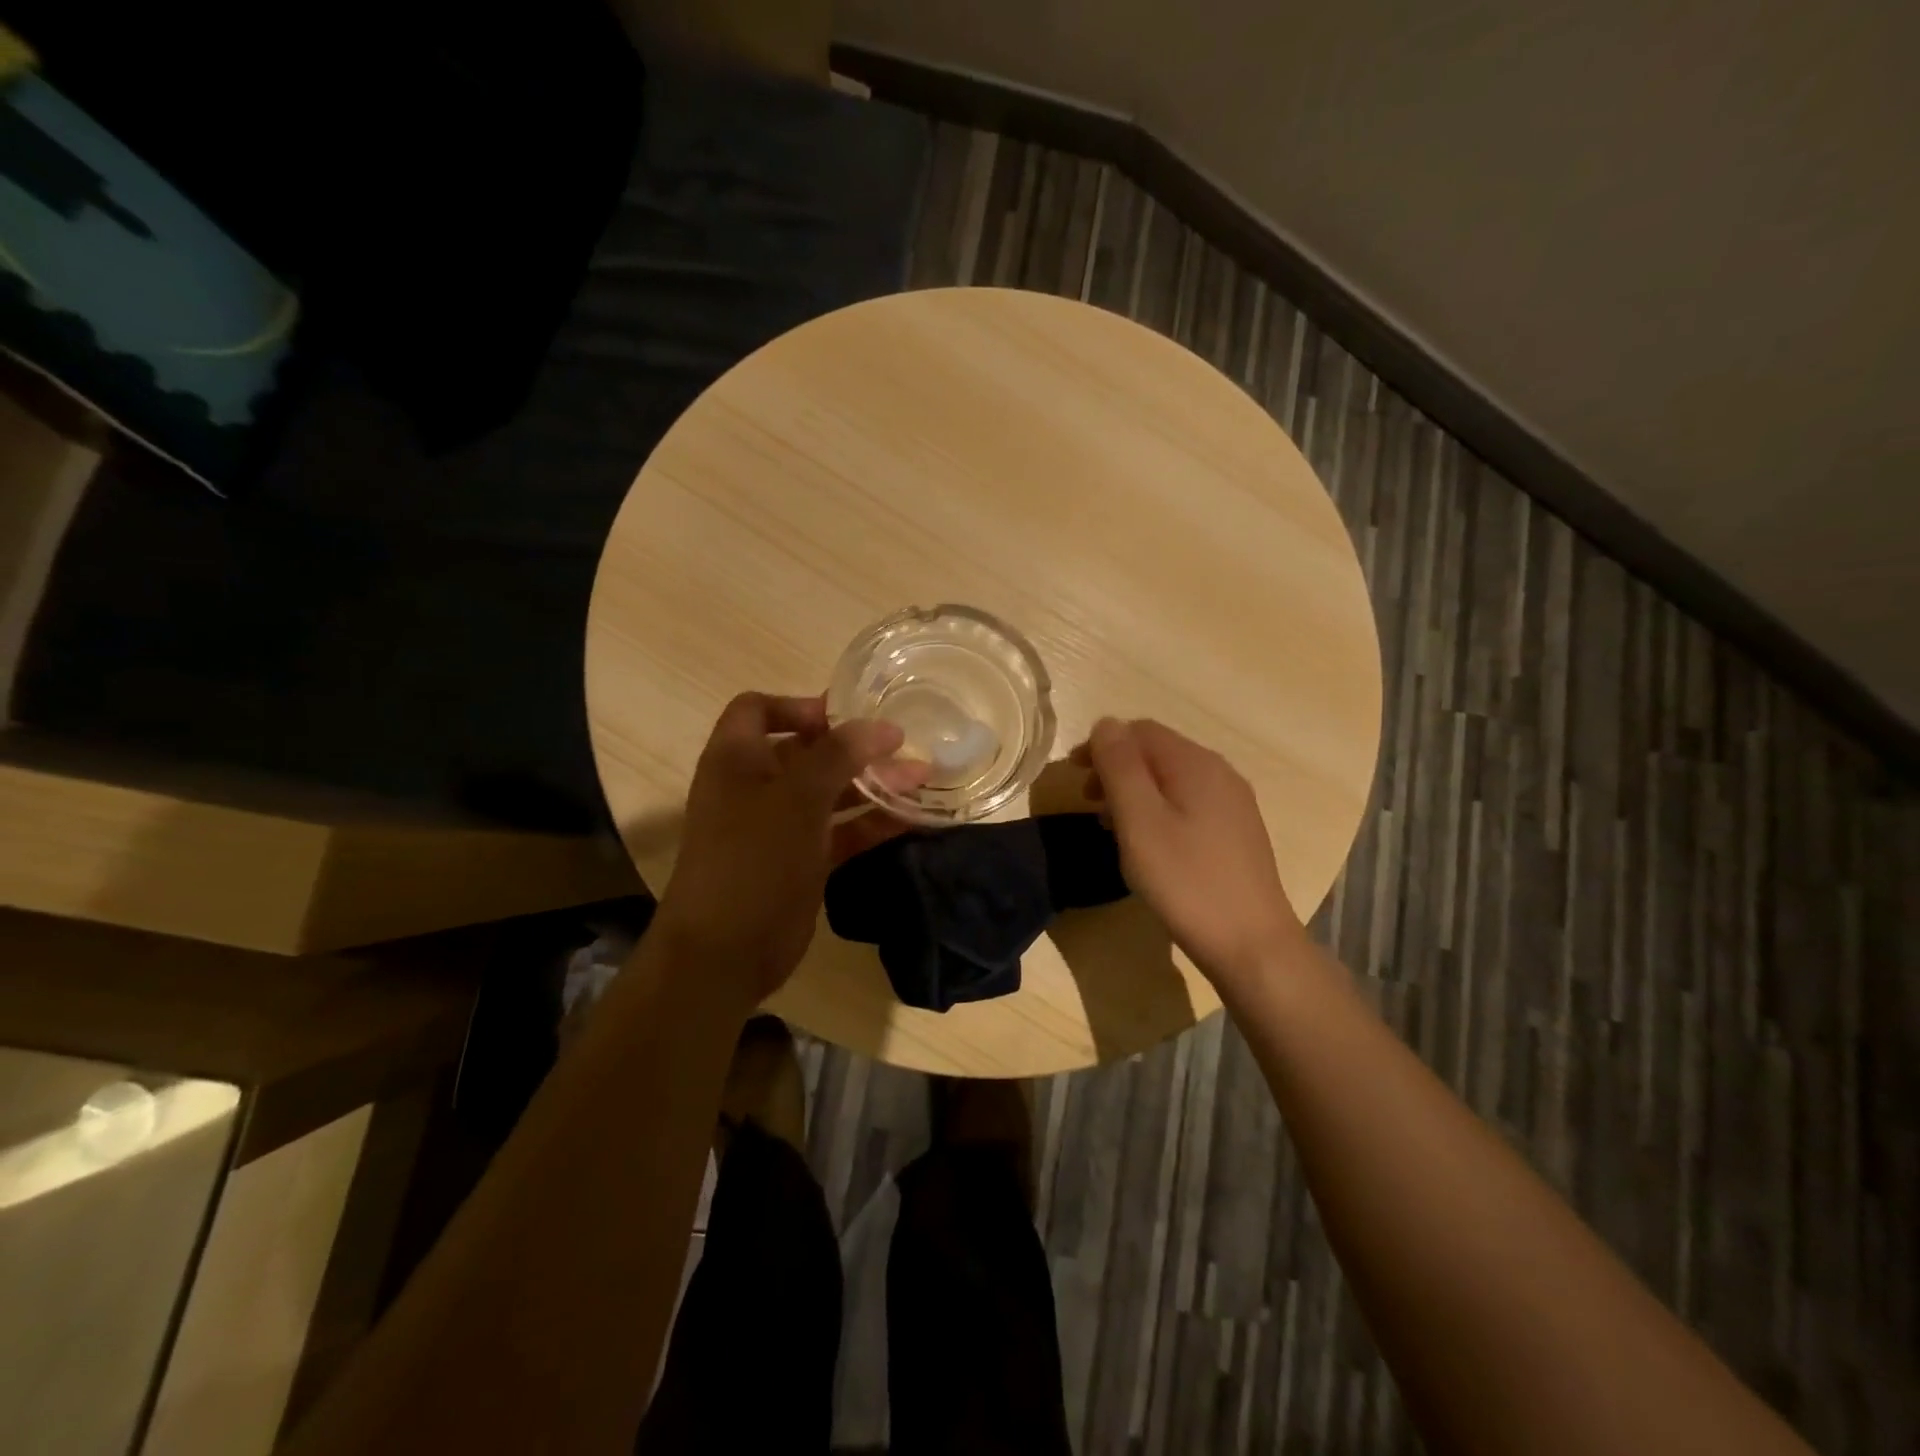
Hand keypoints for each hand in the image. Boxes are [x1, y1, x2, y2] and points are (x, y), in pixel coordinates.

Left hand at [653, 693, 906, 1001]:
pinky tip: (912, 820)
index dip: (800, 705)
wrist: (725, 952)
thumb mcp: (798, 797)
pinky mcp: (801, 860)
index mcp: (737, 759)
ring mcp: (779, 826)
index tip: (847, 716)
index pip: (759, 708)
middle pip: (807, 751)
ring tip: (923, 778)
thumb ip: (839, 754)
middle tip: (904, 747)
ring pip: (830, 792)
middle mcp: (755, 786)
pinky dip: (871, 823)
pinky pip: (840, 831)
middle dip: (855, 747)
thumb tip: (882, 726)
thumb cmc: (754, 859)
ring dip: (873, 784)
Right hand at [1078, 717, 1302, 986]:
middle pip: (1157, 752)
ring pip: (1171, 779)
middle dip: (1116, 768)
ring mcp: (1232, 804)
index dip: (1101, 745)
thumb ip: (1120, 768)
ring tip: (1110, 825)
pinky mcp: (1236, 832)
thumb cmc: (1186, 881)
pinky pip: (1187, 803)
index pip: (1140, 731)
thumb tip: (1106, 724)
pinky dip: (1157, 810)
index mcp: (1196, 764)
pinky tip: (1147, 843)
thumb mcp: (1140, 822)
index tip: (1073, 776)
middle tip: (1087, 802)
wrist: (1252, 945)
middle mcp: (1219, 773)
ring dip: (1134, 792)